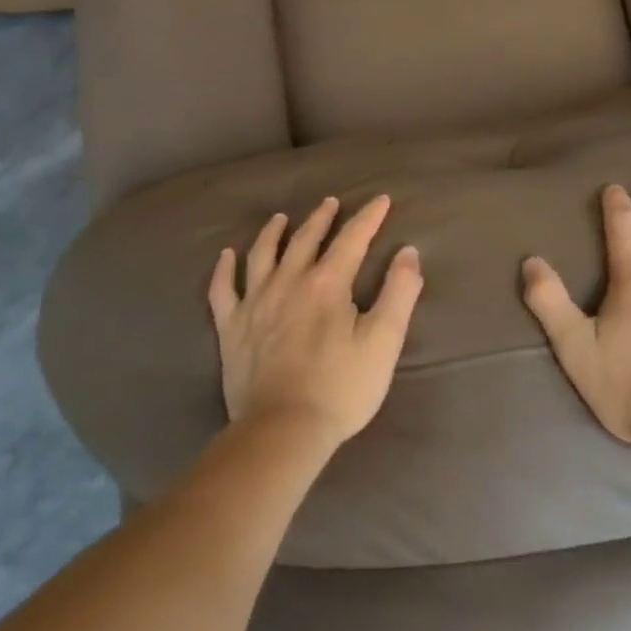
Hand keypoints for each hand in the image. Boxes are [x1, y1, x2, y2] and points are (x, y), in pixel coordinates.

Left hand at [209, 195, 423, 451]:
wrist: (282, 431)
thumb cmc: (341, 388)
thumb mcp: (384, 341)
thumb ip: (399, 292)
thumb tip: (408, 252)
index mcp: (327, 283)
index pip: (352, 238)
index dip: (369, 216)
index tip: (381, 200)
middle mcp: (288, 281)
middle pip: (305, 239)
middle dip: (322, 217)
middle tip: (331, 203)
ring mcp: (255, 303)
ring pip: (262, 254)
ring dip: (273, 232)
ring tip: (280, 218)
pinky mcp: (232, 328)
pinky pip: (223, 289)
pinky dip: (224, 269)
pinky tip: (227, 256)